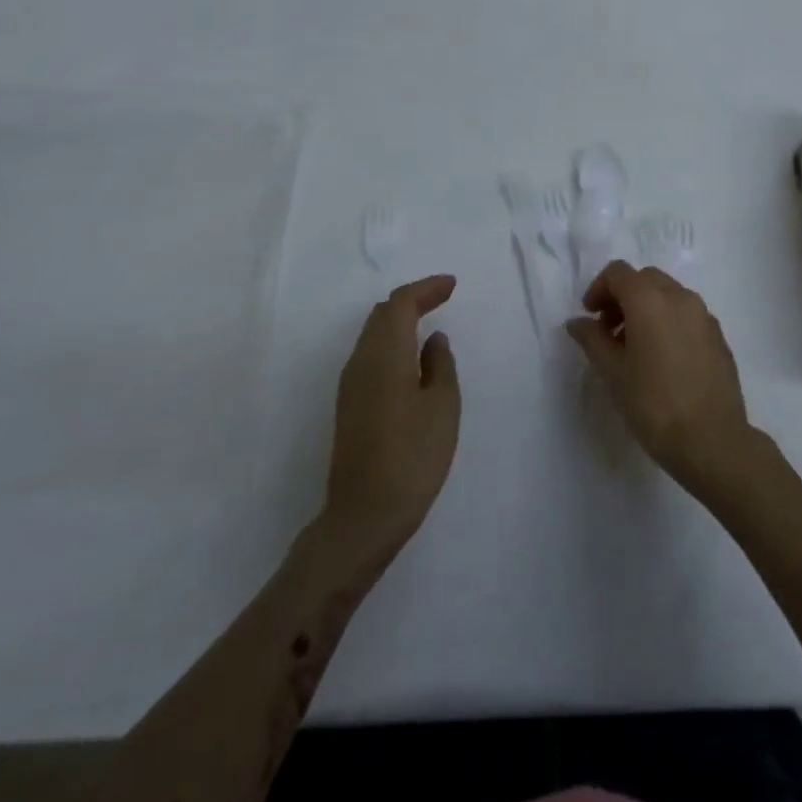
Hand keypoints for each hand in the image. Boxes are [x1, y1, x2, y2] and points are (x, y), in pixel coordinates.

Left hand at [324, 275, 461, 563]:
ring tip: (429, 322)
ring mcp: (350, 385)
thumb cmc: (412, 456)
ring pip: (373, 335)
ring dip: (400, 321)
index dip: (426, 289)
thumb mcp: (442, 406)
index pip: (400, 304)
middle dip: (412, 300)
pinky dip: (392, 343)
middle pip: (382, 315)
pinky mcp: (349, 406)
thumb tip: (433, 340)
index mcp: (384, 354)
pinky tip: (411, 358)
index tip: (452, 285)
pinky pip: (370, 355)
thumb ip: (440, 365)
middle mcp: (360, 361)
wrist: (363, 516)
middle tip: (442, 297)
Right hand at [566, 261, 761, 496]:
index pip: (618, 272)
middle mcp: (679, 296)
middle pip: (644, 278)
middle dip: (622, 296)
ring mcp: (703, 315)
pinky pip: (687, 314)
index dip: (598, 289)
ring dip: (646, 308)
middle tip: (609, 331)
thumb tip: (578, 322)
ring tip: (635, 347)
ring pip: (668, 294)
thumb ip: (592, 339)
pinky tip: (663, 358)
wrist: (712, 440)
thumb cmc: (653, 404)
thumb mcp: (612, 372)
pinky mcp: (718, 335)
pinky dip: (669, 321)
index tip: (590, 317)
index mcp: (650, 299)